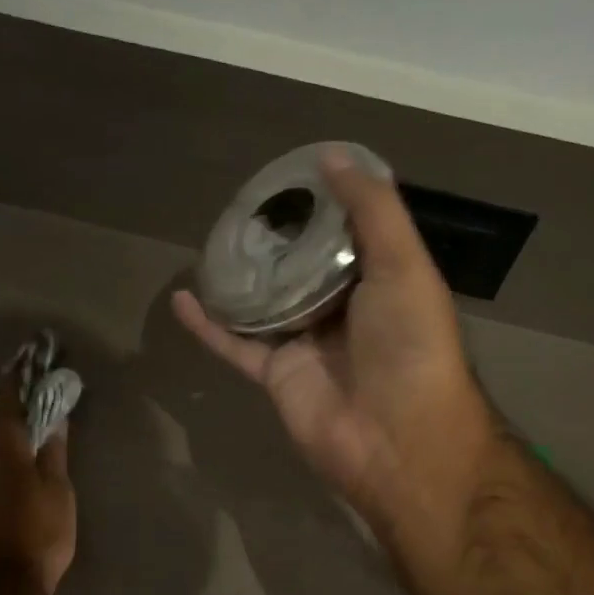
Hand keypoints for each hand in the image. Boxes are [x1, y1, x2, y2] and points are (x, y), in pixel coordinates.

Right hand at [173, 150, 494, 531]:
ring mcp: (307, 344)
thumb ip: (373, 210)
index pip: (347, 234)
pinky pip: (237, 344)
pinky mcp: (277, 374)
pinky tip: (182, 296)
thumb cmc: (410, 344)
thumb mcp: (403, 264)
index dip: (322, 205)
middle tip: (241, 206)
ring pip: (265, 304)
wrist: (398, 438)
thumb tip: (333, 156)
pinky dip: (209, 325)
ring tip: (209, 243)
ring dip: (240, 279)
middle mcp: (344, 309)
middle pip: (302, 267)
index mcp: (381, 281)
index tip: (288, 176)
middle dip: (276, 240)